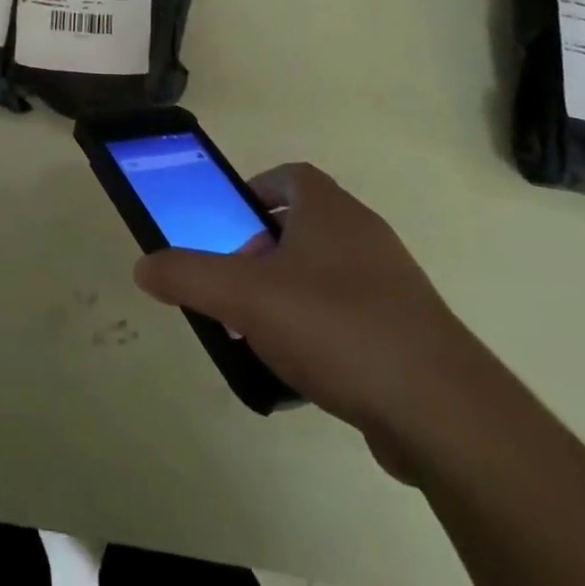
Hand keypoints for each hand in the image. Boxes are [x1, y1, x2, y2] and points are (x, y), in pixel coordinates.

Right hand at [133, 163, 486, 476]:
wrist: (441, 410)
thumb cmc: (336, 326)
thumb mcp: (245, 297)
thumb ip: (188, 276)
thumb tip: (143, 265)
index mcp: (330, 211)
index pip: (291, 175)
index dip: (256, 189)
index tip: (231, 223)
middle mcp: (364, 235)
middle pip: (304, 226)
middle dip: (263, 251)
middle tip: (236, 286)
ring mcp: (392, 285)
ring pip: (327, 273)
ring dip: (290, 293)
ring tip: (261, 333)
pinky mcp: (409, 333)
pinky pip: (352, 316)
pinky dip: (322, 331)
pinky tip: (303, 372)